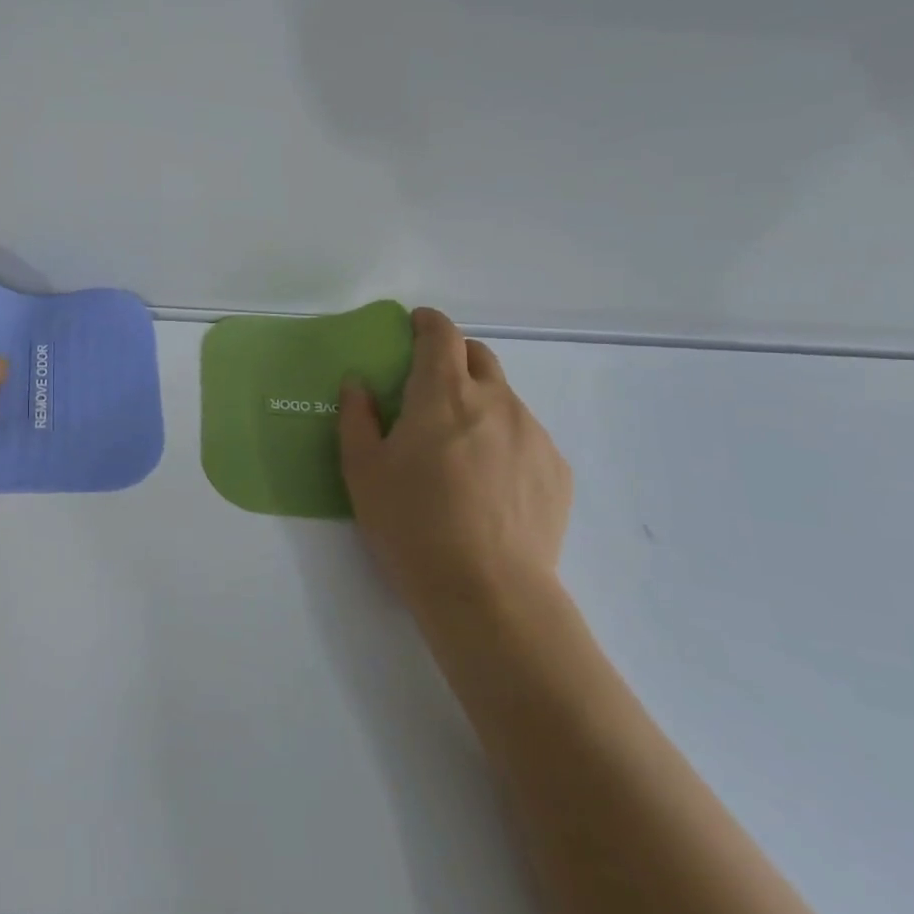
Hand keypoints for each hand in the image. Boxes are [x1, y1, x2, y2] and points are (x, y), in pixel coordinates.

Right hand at [338, 308, 572, 650]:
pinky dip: (503, 440)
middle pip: (479, 357)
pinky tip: (488, 483)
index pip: (441, 334)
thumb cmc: (411, 523)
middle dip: (454, 357)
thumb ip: (357, 417)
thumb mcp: (362, 470)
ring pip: (504, 398)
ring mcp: (533, 434)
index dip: (427, 322)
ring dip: (479, 403)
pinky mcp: (557, 469)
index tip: (415, 325)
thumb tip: (358, 383)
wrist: (488, 592)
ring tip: (458, 449)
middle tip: (429, 388)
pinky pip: (526, 436)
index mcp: (444, 393)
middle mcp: (496, 401)